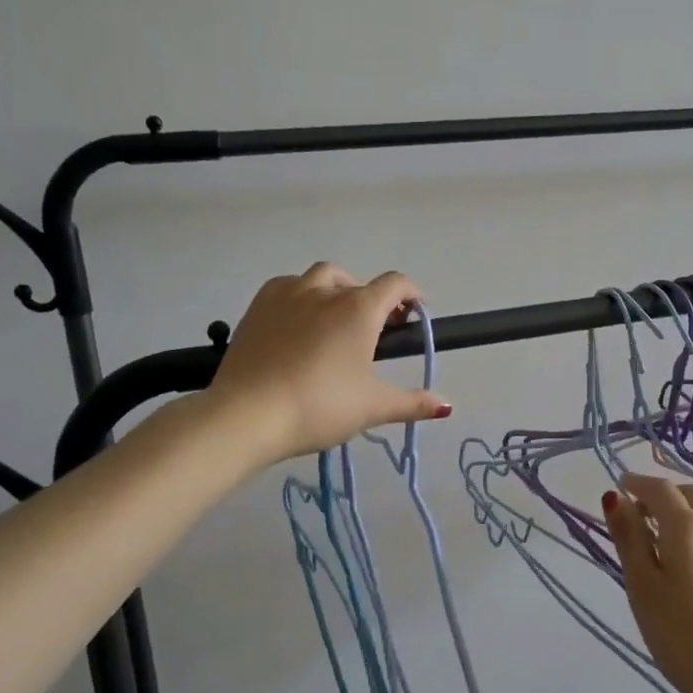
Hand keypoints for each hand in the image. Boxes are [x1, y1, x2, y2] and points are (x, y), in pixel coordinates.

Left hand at [207, 263, 450, 462]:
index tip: (414, 314)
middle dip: (373, 299)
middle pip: (358, 282)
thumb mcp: (372, 407)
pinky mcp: (256, 307)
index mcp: (359, 309)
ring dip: (336, 291)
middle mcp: (325, 291)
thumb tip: (446, 405)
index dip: (411, 294)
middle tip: (375, 330)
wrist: (247, 414)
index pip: (395, 284)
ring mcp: (286, 295)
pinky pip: (286, 288)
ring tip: (335, 320)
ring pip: (320, 278)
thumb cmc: (320, 407)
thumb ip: (412, 403)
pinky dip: (301, 296)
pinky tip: (297, 323)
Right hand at [604, 473, 692, 692]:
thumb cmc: (684, 639)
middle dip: (665, 495)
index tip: (623, 487)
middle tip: (644, 515)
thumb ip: (629, 538)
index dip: (637, 483)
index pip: (659, 488)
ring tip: (683, 528)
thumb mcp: (643, 589)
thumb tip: (615, 498)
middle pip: (691, 492)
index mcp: (686, 526)